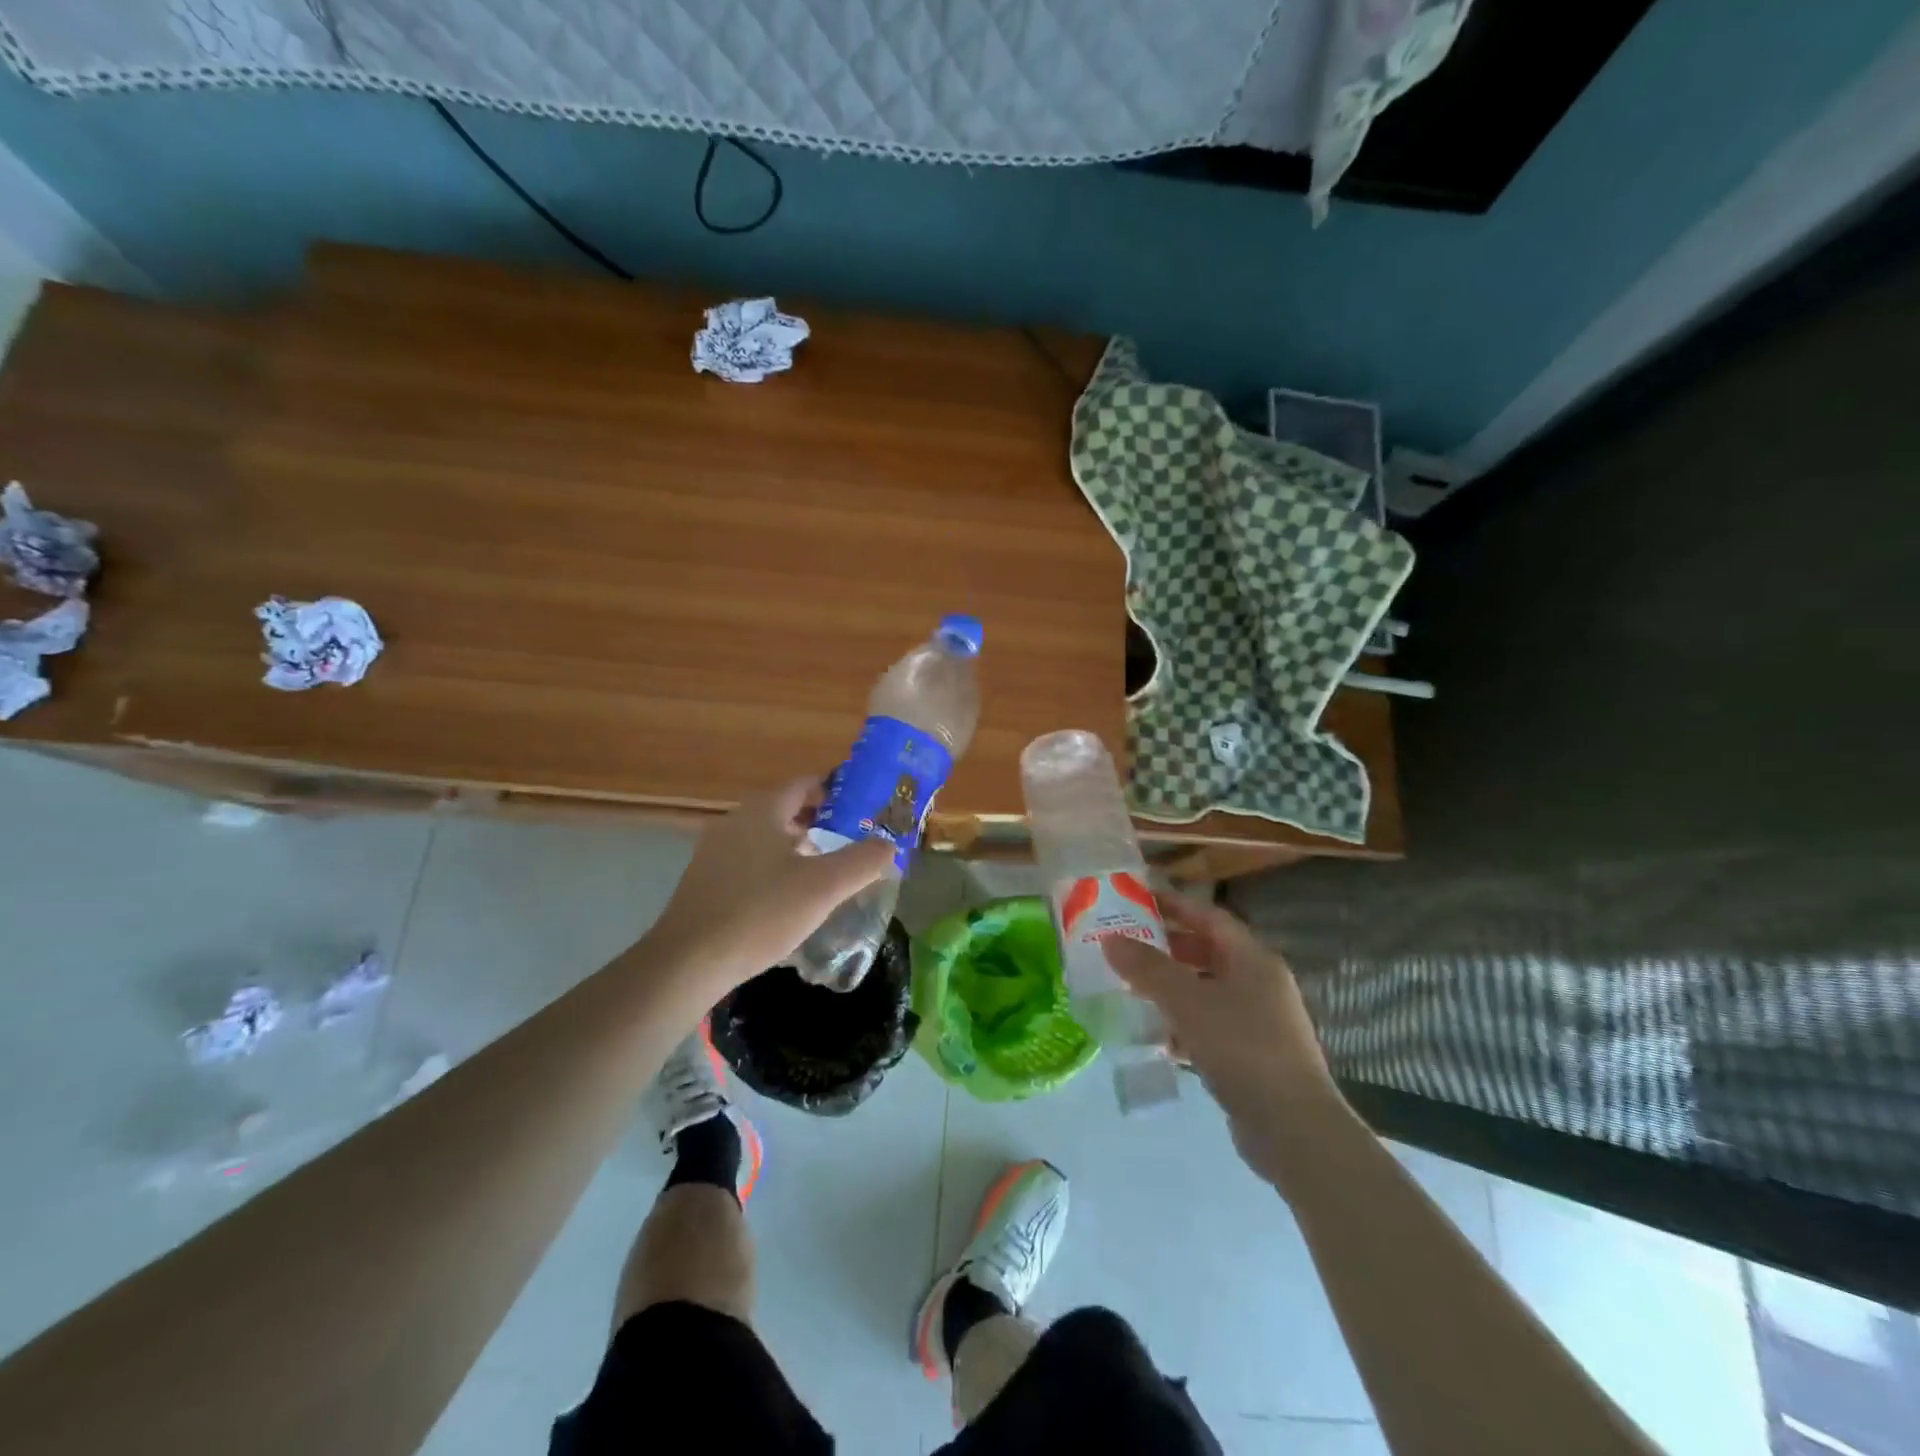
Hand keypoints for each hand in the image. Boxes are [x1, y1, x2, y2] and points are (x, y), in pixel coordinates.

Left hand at [643, 779, 897, 1000]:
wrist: (688, 962)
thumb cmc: (761, 913)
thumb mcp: (824, 887)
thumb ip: (863, 861)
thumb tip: (888, 844)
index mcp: (763, 810)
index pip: (804, 784)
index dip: (835, 792)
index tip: (862, 809)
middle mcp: (736, 821)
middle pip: (786, 810)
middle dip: (820, 823)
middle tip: (851, 843)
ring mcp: (715, 851)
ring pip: (767, 838)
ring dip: (797, 848)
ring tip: (826, 873)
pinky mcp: (705, 881)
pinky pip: (749, 862)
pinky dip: (774, 868)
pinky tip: (788, 900)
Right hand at [1104, 893, 1343, 1183]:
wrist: (1293, 1129)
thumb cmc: (1241, 1047)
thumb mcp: (1187, 1001)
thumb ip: (1147, 968)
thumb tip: (1110, 939)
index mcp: (1253, 959)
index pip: (1209, 917)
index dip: (1174, 905)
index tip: (1136, 900)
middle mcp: (1260, 983)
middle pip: (1208, 952)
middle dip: (1167, 947)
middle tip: (1125, 945)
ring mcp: (1259, 1022)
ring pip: (1207, 990)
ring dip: (1171, 987)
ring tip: (1131, 987)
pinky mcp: (1253, 1056)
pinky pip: (1210, 1026)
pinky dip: (1183, 1024)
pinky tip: (1156, 1036)